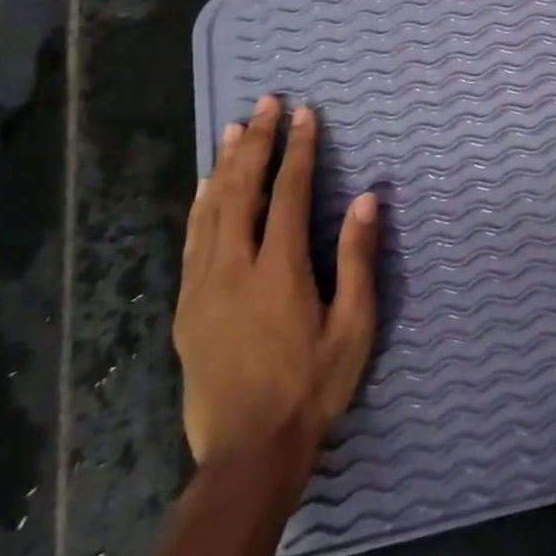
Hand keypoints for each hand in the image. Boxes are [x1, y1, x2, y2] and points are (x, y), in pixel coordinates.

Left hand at [174, 94, 379, 478]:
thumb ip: (358, 259)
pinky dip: (201, 204)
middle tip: (266, 104)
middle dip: (256, 143)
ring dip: (225, 165)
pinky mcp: (188, 307)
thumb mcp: (353, 326)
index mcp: (279, 271)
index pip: (290, 194)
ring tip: (236, 130)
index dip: (299, 150)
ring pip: (210, 210)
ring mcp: (203, 287)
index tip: (306, 114)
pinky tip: (206, 187)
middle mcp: (234, 269)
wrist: (247, 451)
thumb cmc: (313, 385)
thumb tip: (368, 198)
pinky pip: (192, 240)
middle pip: (243, 191)